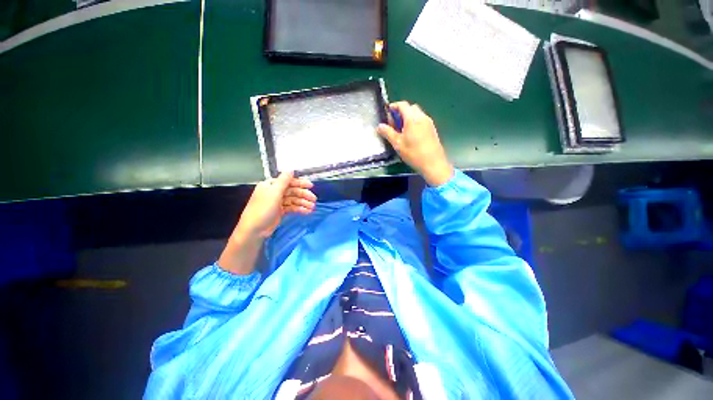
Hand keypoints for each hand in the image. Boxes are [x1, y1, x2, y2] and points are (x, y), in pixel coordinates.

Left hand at [235, 171, 316, 239]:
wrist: (254, 230)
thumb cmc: (263, 209)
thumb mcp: (274, 193)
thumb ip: (284, 181)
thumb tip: (291, 169)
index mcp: (271, 185)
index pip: (288, 181)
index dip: (300, 183)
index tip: (311, 186)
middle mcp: (274, 192)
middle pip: (292, 191)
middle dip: (304, 195)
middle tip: (314, 199)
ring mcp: (277, 202)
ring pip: (293, 200)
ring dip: (303, 203)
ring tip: (312, 207)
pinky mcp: (280, 211)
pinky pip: (292, 207)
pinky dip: (299, 209)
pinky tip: (307, 211)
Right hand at [377, 101, 452, 186]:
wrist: (433, 163)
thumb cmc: (413, 153)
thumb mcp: (397, 144)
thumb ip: (388, 133)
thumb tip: (379, 126)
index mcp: (412, 118)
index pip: (402, 105)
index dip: (394, 106)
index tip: (387, 113)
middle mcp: (422, 117)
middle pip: (410, 108)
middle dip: (401, 113)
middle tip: (394, 125)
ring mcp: (429, 123)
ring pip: (417, 114)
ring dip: (408, 118)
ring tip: (401, 131)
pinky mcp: (432, 129)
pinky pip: (422, 120)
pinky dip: (414, 122)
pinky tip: (411, 135)